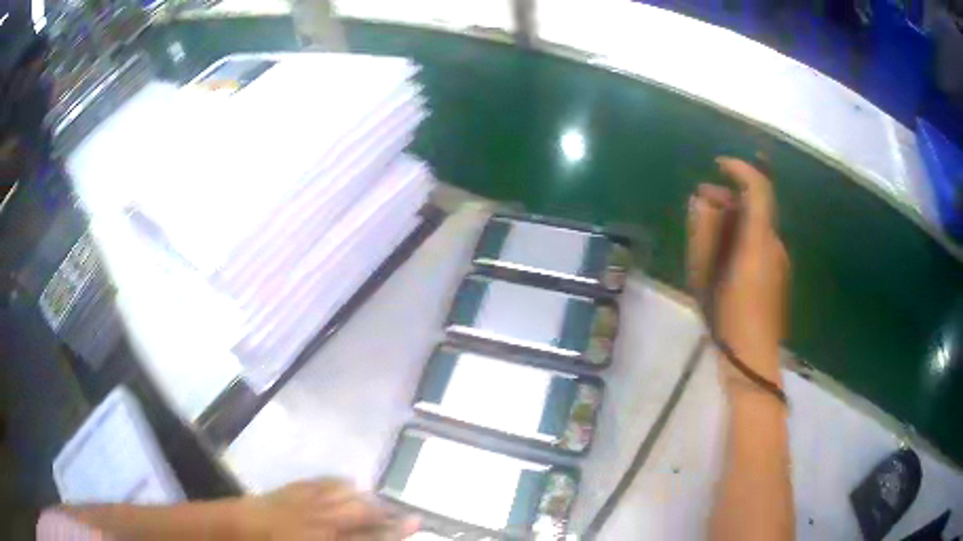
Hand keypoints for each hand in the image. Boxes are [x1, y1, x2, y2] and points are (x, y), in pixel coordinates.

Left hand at [241, 479, 418, 539]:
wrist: (235, 528)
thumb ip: (342, 539)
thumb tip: (356, 533)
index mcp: (322, 537)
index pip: (367, 536)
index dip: (392, 531)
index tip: (415, 522)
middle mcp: (319, 518)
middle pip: (360, 510)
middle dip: (385, 512)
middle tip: (403, 514)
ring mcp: (305, 499)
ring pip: (344, 492)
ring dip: (364, 497)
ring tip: (377, 503)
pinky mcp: (292, 488)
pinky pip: (323, 481)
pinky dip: (340, 484)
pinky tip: (347, 487)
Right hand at [687, 157, 789, 390]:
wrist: (752, 360)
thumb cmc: (726, 319)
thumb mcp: (706, 277)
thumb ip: (705, 233)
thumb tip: (702, 201)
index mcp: (760, 243)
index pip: (759, 190)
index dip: (740, 170)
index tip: (718, 165)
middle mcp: (775, 245)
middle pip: (757, 205)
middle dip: (730, 196)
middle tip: (701, 203)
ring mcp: (779, 260)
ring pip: (758, 224)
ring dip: (735, 217)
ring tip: (708, 230)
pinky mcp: (778, 273)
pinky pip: (760, 241)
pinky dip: (742, 234)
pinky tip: (724, 253)